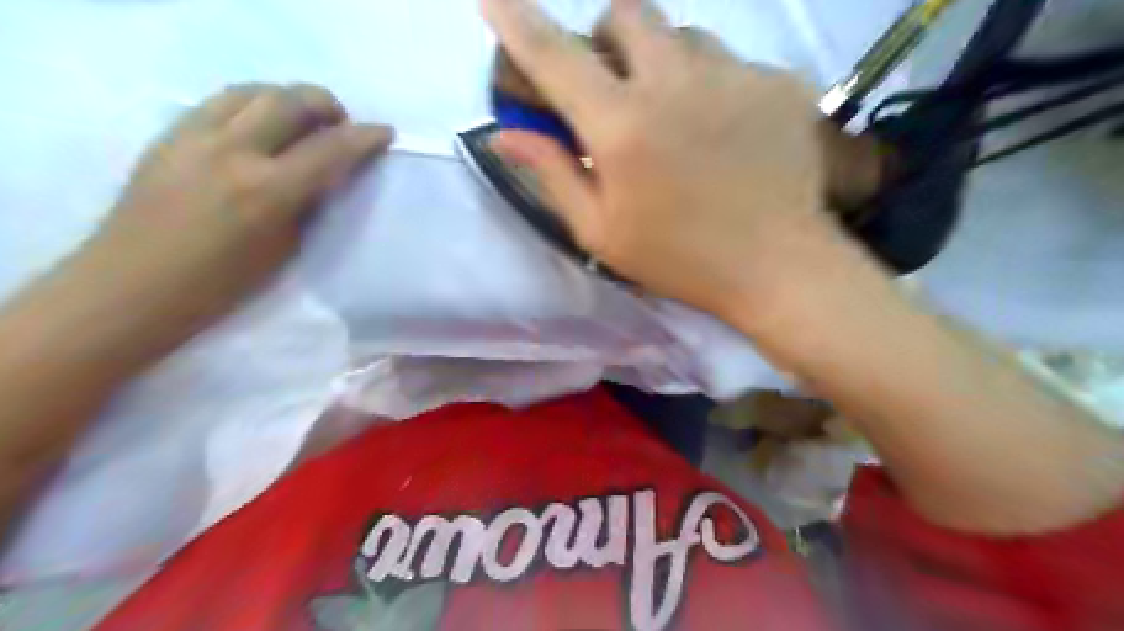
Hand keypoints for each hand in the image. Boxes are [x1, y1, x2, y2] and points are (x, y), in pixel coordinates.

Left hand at [80, 84, 391, 334]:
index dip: (365, 137)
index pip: (330, 149)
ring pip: (253, 91)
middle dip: (327, 105)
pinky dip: (254, 104)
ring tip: (303, 122)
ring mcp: (195, 136)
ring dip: (289, 99)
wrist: (134, 285)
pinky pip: (221, 101)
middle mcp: (233, 151)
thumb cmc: (222, 284)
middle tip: (341, 125)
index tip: (385, 133)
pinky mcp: (171, 134)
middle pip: (291, 101)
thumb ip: (309, 204)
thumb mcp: (285, 248)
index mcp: (268, 191)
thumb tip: (328, 176)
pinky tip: (262, 126)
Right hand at [483, 0, 843, 318]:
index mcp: (621, 126)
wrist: (776, 266)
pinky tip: (726, 132)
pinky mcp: (778, 81)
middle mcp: (673, 82)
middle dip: (609, 42)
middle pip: (627, 14)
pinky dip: (714, 86)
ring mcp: (733, 74)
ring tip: (679, 115)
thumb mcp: (601, 231)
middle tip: (616, 87)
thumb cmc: (678, 259)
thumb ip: (552, 173)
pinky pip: (732, 61)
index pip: (556, 56)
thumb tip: (507, 134)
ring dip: (665, 63)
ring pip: (683, 35)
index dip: (519, 22)